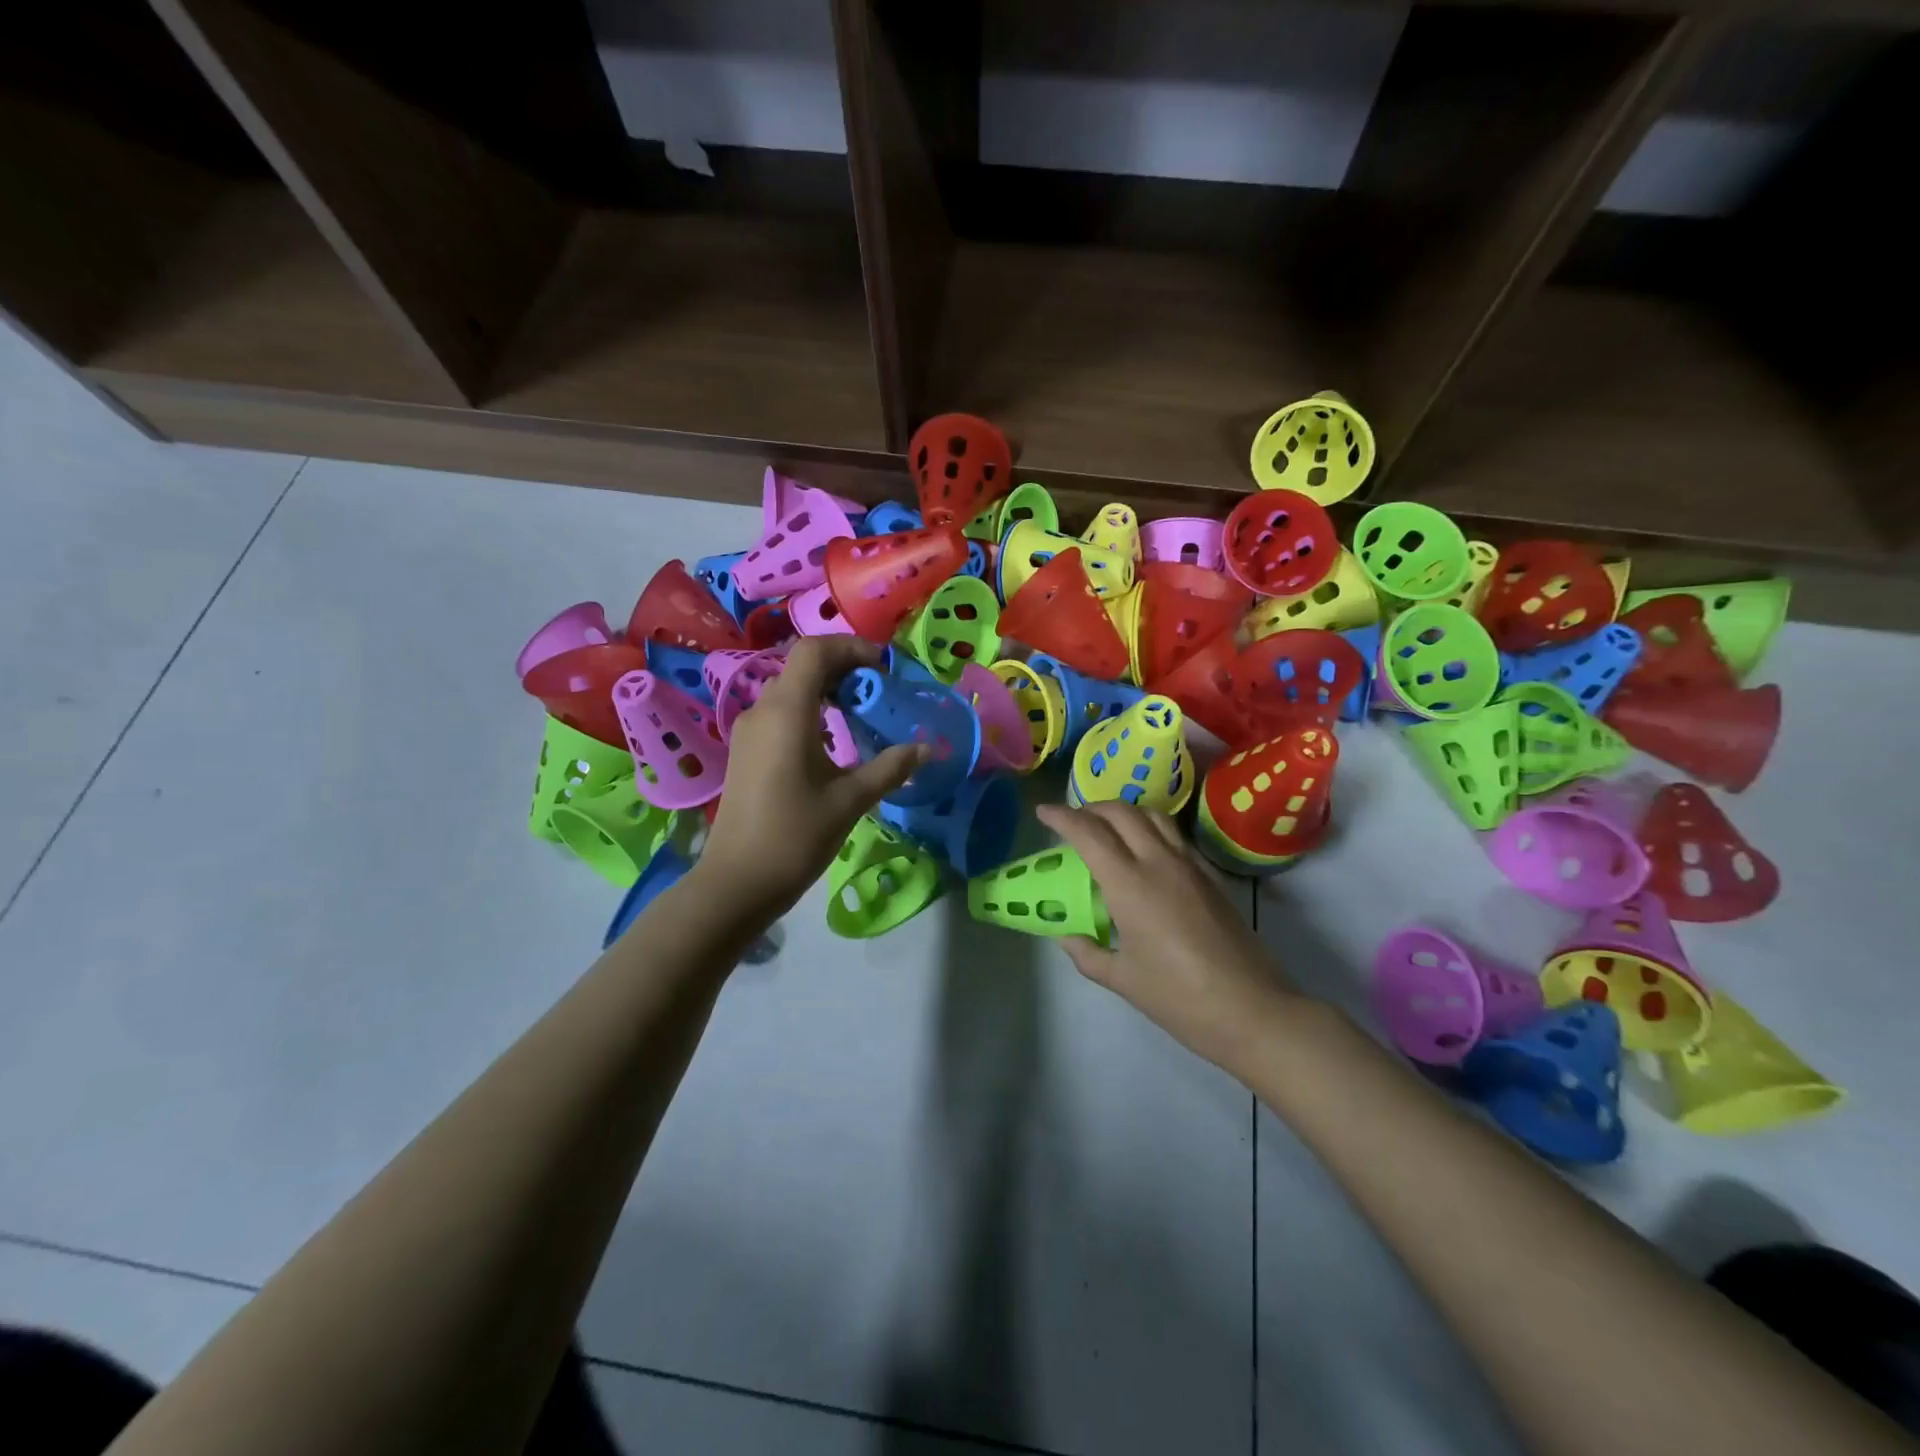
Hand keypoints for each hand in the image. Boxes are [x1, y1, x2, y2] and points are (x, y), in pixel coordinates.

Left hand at [699, 637, 923, 920]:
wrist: (737, 882)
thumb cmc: (795, 837)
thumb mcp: (850, 800)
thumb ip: (890, 768)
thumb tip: (927, 748)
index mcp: (787, 712)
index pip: (814, 650)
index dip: (851, 647)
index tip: (883, 668)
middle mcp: (762, 710)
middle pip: (803, 666)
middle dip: (845, 668)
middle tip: (881, 690)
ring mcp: (749, 731)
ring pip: (791, 689)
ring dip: (827, 689)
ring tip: (862, 712)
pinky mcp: (746, 751)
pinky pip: (781, 713)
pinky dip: (811, 710)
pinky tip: (833, 740)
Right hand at [1036, 802, 1299, 1068]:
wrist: (1253, 1010)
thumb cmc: (1180, 998)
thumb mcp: (1123, 980)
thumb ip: (1088, 954)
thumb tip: (1067, 937)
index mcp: (1131, 885)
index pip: (1089, 833)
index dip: (1062, 817)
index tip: (1043, 812)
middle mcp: (1160, 863)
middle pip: (1122, 812)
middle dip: (1091, 808)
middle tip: (1073, 819)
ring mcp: (1191, 865)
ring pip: (1153, 815)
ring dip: (1124, 812)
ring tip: (1108, 827)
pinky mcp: (1212, 876)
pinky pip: (1175, 835)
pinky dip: (1151, 828)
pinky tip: (1145, 852)